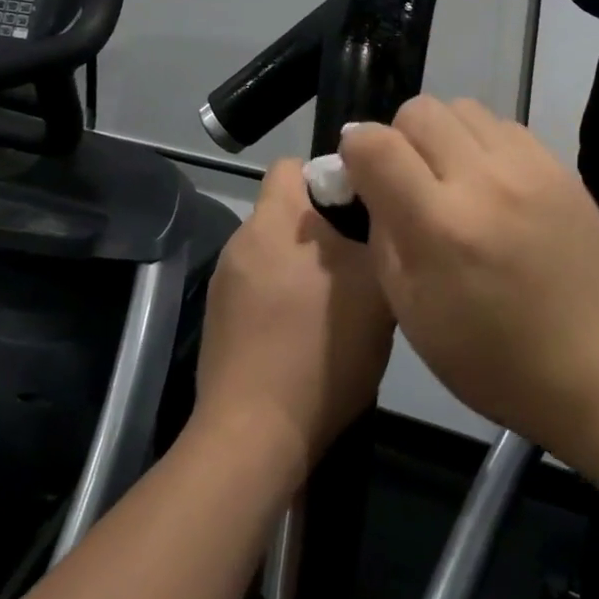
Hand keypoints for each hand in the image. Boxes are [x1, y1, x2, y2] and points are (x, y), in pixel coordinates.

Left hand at [193, 160, 395, 481]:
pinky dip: (282, 297)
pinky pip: (259, 289)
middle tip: (361, 258)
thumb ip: (379, 235)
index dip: (330, 176)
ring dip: (304, 265)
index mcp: (274, 221)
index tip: (363, 208)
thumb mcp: (375, 285)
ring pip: (276, 253)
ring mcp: (224, 284)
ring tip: (339, 301)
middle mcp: (242, 242)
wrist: (256, 434)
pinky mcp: (219, 322)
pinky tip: (307, 334)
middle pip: (287, 211)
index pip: (293, 165)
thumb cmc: (321, 348)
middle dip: (324, 227)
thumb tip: (379, 212)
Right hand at [339, 97, 598, 448]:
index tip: (360, 173)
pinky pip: (504, 125)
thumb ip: (382, 236)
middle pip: (419, 110)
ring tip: (452, 178)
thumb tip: (370, 184)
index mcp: (440, 225)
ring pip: (463, 107)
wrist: (596, 366)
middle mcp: (484, 180)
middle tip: (408, 178)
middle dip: (398, 136)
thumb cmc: (491, 358)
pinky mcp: (560, 167)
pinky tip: (492, 184)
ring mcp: (529, 167)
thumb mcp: (411, 312)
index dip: (355, 150)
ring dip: (443, 135)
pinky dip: (483, 143)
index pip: (376, 144)